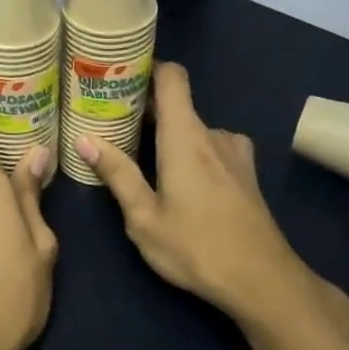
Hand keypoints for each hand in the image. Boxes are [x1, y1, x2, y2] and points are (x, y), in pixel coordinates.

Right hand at [79, 63, 348, 338]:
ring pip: (195, 130)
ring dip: (171, 138)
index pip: (172, 76)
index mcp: (185, 136)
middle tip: (115, 128)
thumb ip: (117, 174)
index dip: (149, 67)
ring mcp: (235, 153)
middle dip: (147, 112)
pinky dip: (193, 153)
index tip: (121, 77)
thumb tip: (85, 140)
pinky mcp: (247, 173)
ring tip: (145, 160)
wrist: (263, 281)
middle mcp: (213, 134)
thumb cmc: (196, 248)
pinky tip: (182, 184)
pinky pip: (213, 148)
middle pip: (178, 105)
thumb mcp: (144, 218)